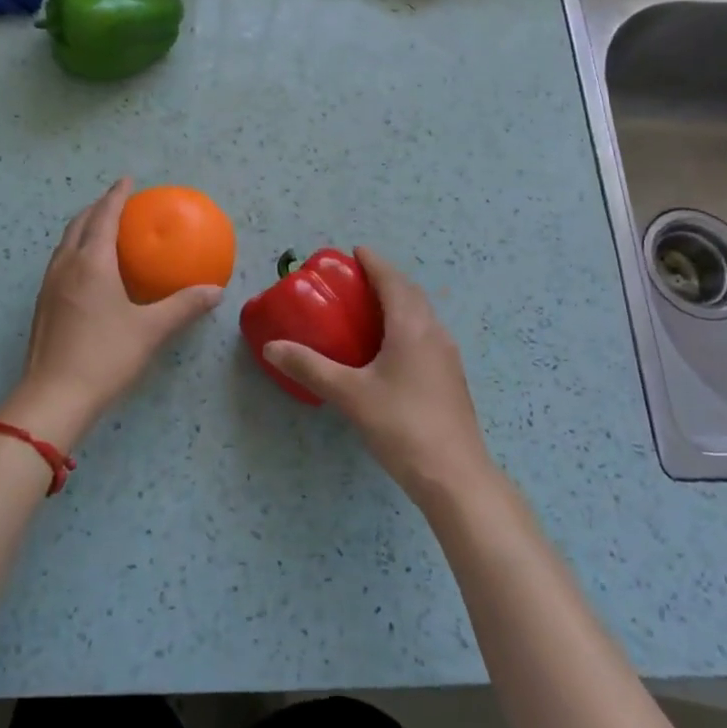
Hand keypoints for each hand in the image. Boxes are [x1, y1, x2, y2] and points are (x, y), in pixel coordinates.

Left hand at [1, 179, 222, 447]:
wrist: (54, 397)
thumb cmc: (105, 356)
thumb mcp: (150, 330)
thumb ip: (183, 306)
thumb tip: (215, 291)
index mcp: (91, 263)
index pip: (103, 217)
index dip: (116, 195)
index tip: (127, 180)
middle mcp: (66, 266)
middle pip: (78, 224)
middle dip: (96, 208)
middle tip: (116, 202)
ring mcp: (49, 286)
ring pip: (65, 244)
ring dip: (83, 228)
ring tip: (102, 230)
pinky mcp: (43, 306)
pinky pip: (60, 263)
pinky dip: (76, 251)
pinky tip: (89, 272)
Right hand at [261, 248, 493, 508]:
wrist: (454, 476)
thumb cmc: (401, 425)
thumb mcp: (349, 394)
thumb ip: (310, 367)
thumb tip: (272, 347)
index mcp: (412, 326)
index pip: (392, 281)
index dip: (374, 263)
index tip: (355, 252)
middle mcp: (434, 333)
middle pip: (410, 293)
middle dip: (385, 279)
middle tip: (355, 280)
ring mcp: (447, 356)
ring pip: (422, 315)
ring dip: (398, 303)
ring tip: (369, 309)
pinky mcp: (450, 378)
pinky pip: (425, 335)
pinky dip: (405, 326)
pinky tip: (389, 349)